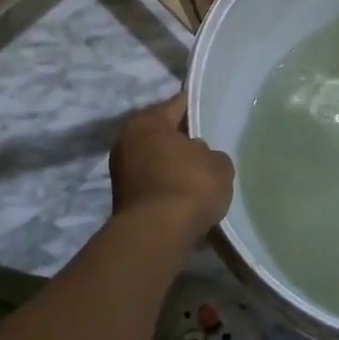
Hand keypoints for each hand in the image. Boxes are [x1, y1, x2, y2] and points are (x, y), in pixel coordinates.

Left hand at [109, 94, 233, 244]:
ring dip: (173, 165)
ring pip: (155, 159)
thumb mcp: (218, 163)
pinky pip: (152, 183)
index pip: (178, 104)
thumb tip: (196, 156)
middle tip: (208, 143)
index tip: (213, 110)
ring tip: (200, 172)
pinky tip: (186, 194)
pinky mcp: (123, 199)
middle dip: (182, 138)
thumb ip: (209, 153)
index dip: (198, 107)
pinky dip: (167, 186)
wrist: (157, 235)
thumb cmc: (190, 186)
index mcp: (147, 122)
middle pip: (162, 133)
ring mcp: (120, 172)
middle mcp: (127, 141)